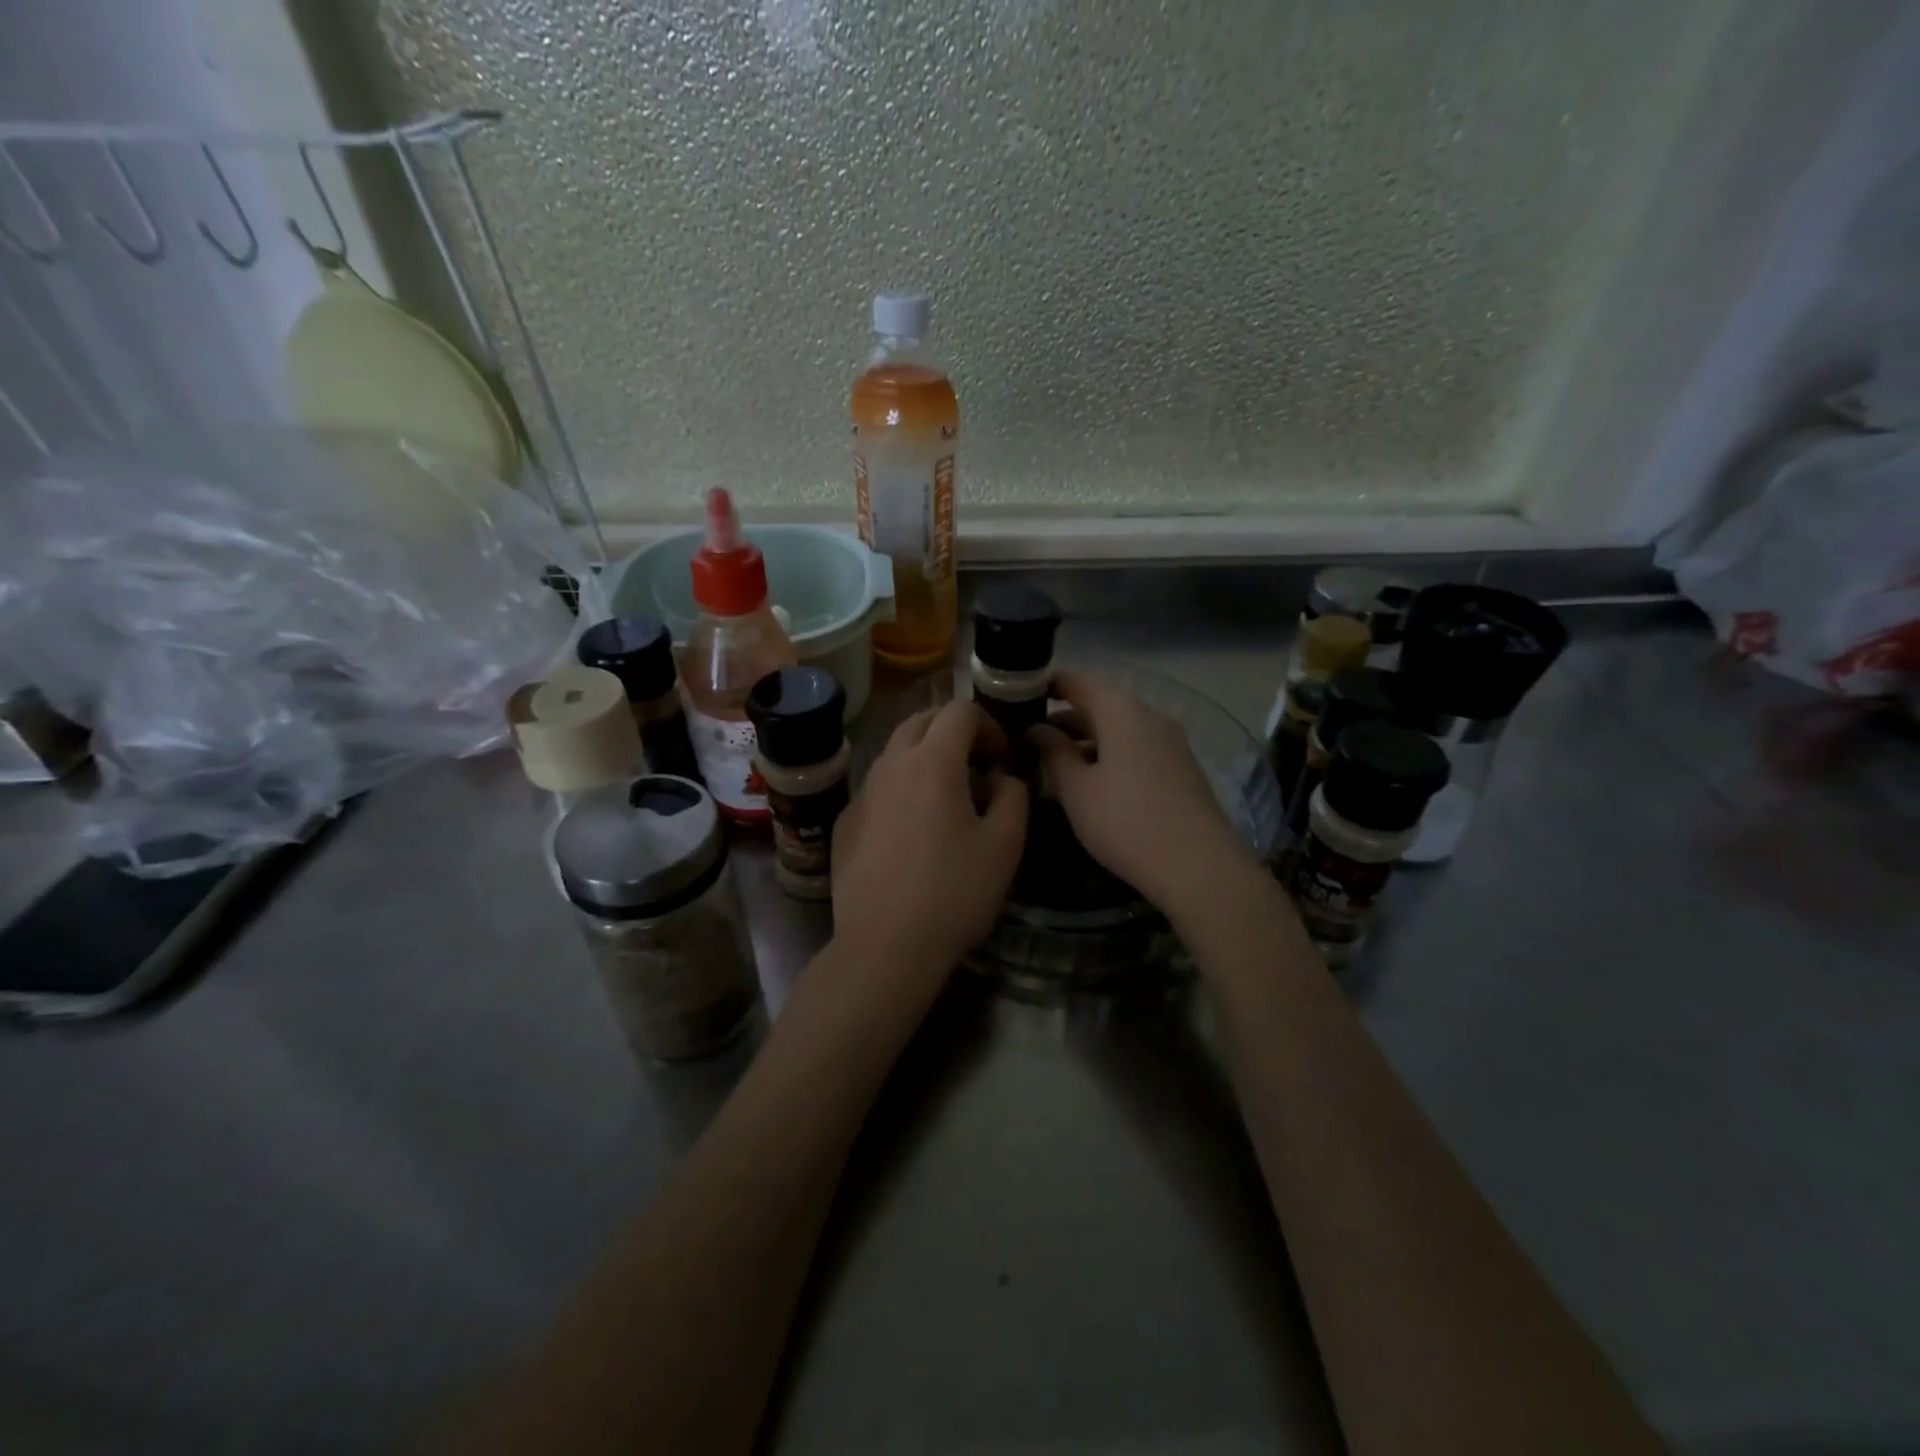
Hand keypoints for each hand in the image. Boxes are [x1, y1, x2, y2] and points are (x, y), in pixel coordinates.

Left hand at [832, 699, 1027, 973]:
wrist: (885, 946)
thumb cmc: (954, 893)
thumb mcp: (1005, 845)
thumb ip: (1013, 796)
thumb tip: (1004, 777)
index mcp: (933, 762)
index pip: (960, 711)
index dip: (987, 723)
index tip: (1001, 756)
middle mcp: (891, 765)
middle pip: (921, 720)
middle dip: (952, 729)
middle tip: (976, 762)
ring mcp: (862, 792)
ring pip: (894, 751)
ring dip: (924, 755)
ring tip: (946, 793)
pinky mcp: (845, 821)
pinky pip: (877, 785)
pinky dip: (900, 786)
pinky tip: (911, 827)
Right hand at [1030, 670, 1251, 914]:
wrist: (1198, 866)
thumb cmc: (1124, 821)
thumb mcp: (1076, 789)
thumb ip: (1054, 752)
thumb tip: (1038, 728)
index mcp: (1122, 711)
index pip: (1080, 681)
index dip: (1050, 684)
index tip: (1020, 696)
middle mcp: (1150, 716)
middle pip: (1102, 704)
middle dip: (1066, 716)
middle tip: (1030, 734)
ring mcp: (1171, 742)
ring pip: (1121, 728)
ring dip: (1088, 738)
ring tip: (1055, 760)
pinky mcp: (1181, 768)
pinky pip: (1137, 747)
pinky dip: (1110, 753)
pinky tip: (1093, 780)